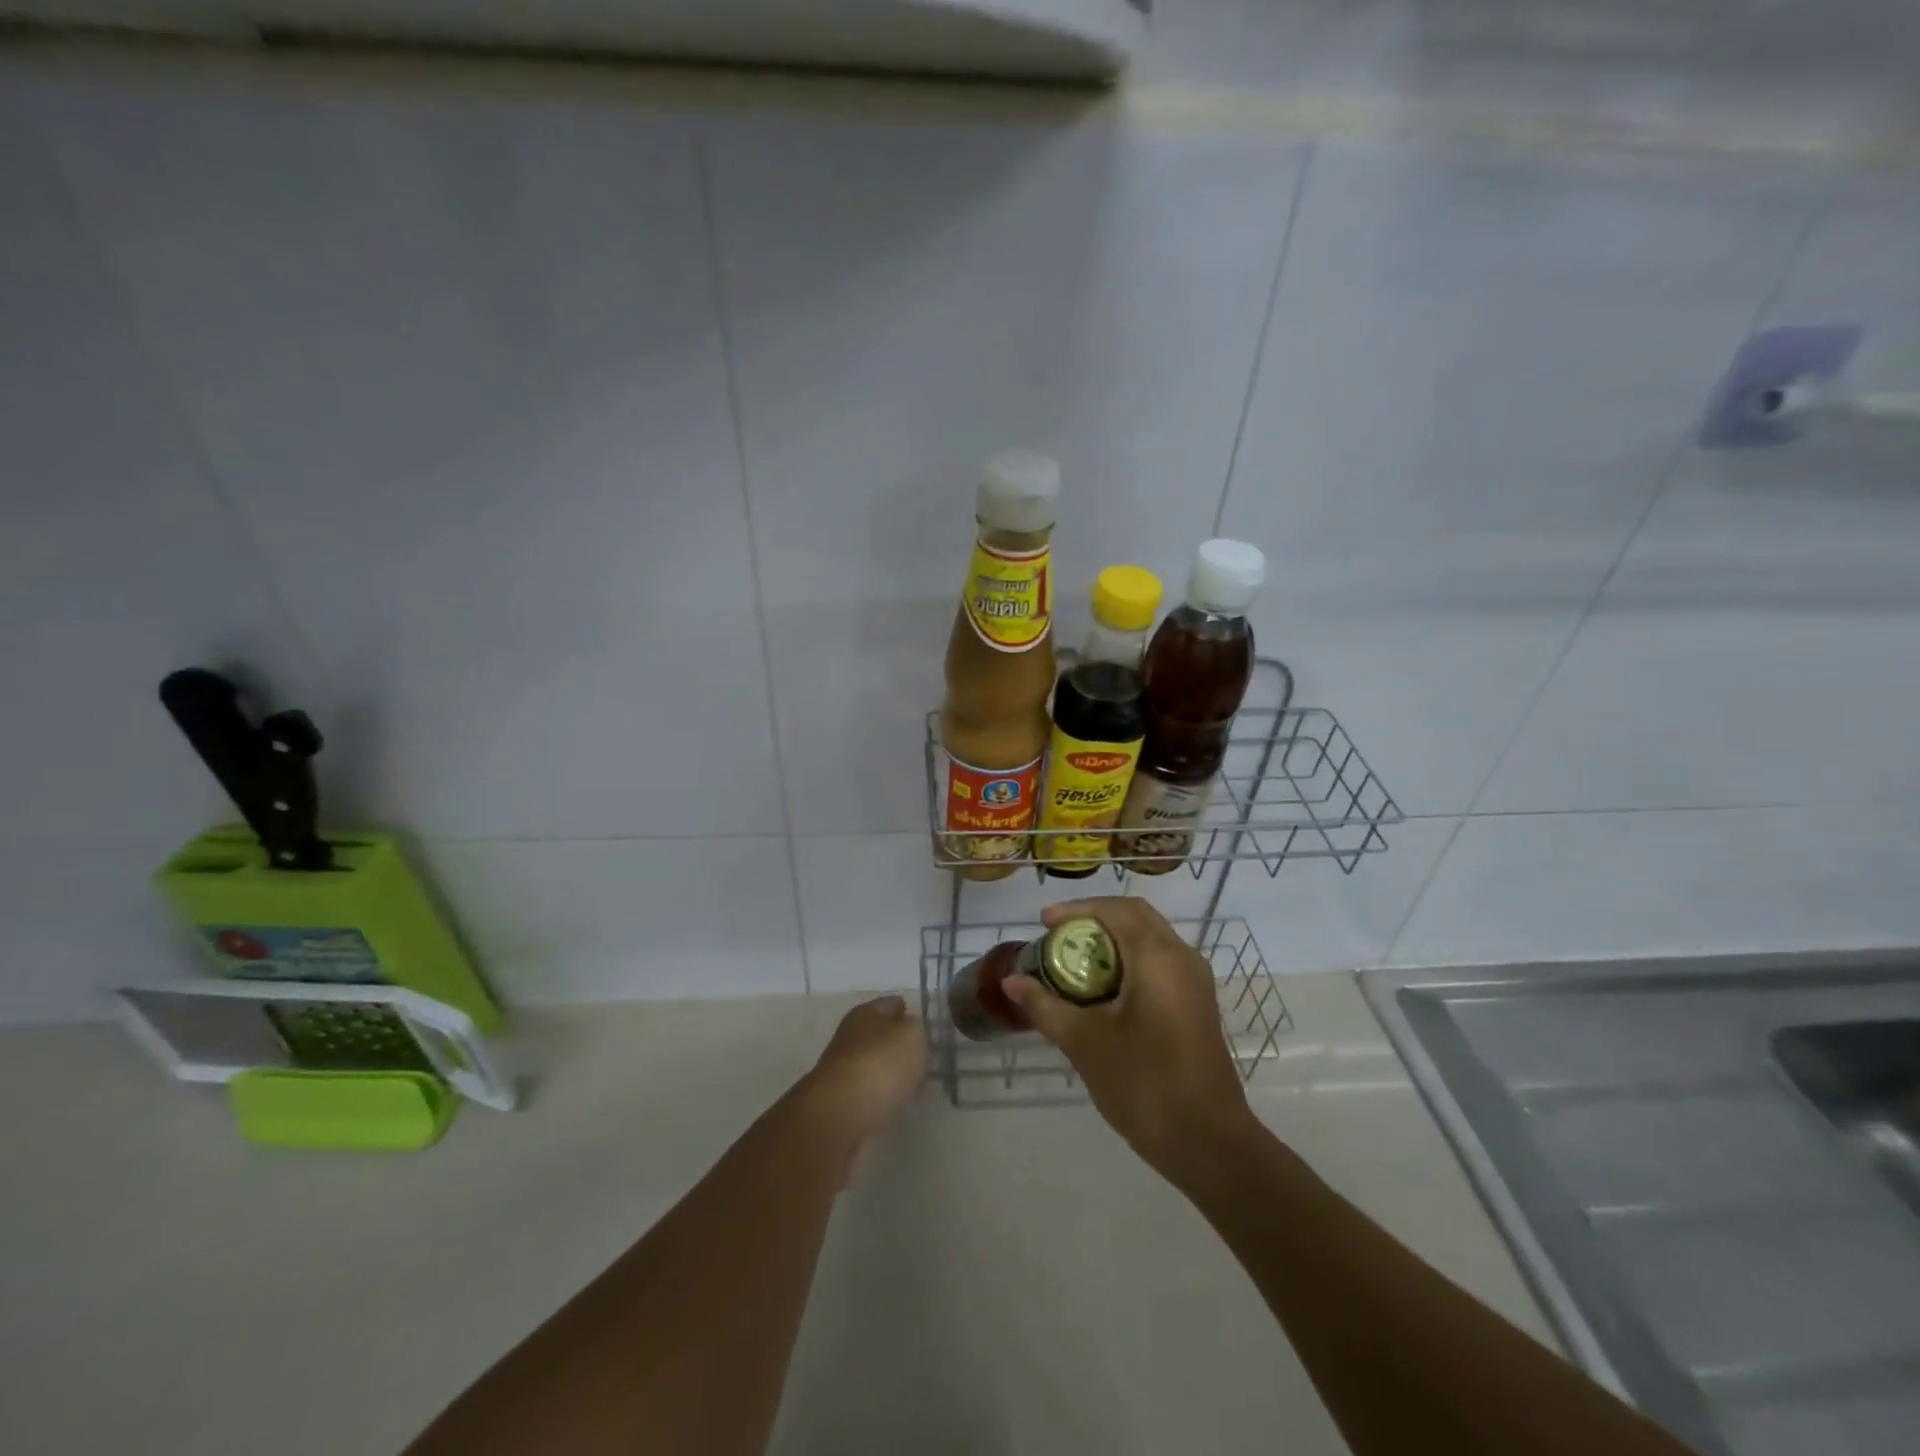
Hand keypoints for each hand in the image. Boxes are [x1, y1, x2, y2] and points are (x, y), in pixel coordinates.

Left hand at [801, 996, 926, 1168]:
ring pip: (876, 1063)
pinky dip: (883, 1094)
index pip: (894, 1004)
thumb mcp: (911, 1035)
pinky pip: (870, 1090)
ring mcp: (844, 1067)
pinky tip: (897, 1102)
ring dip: (892, 1071)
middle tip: (926, 1058)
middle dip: (902, 1044)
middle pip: (883, 1034)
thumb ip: (916, 1028)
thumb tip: (910, 1031)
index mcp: (867, 1012)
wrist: (840, 1114)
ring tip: (915, 1082)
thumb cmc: (880, 1064)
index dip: (912, 1013)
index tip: (929, 1029)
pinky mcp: (842, 1098)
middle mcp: (852, 1034)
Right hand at [1004, 898, 1255, 1181]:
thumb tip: (1012, 982)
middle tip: (1058, 935)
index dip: (1077, 909)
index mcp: (1158, 957)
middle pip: (1136, 917)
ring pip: (1151, 939)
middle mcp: (1182, 958)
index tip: (1043, 922)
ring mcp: (1195, 983)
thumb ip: (1045, 1006)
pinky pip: (1161, 962)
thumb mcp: (1084, 1043)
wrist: (1209, 1144)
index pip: (1116, 910)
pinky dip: (1130, 960)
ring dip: (1113, 939)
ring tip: (1075, 959)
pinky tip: (1104, 989)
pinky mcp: (1197, 1005)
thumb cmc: (1144, 1085)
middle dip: (1095, 919)